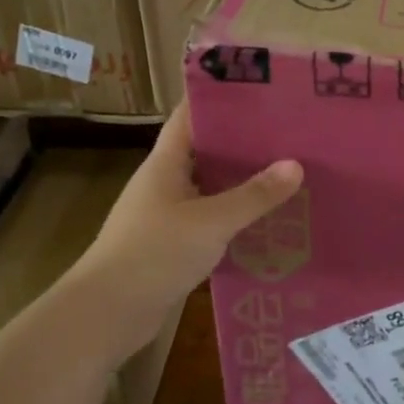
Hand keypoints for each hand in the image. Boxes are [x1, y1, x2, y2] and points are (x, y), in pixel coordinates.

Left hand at [81, 101, 303, 316]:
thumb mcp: (211, 221)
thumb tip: (296, 165)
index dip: (219, 99)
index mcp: (165, 164)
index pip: (190, 116)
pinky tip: (267, 220)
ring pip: (211, 188)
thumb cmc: (154, 254)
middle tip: (289, 133)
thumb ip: (254, 195)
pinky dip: (235, 217)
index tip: (259, 89)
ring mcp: (167, 215)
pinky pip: (211, 220)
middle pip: (206, 151)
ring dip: (242, 182)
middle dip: (244, 142)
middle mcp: (165, 183)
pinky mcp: (173, 245)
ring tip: (288, 172)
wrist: (107, 314)